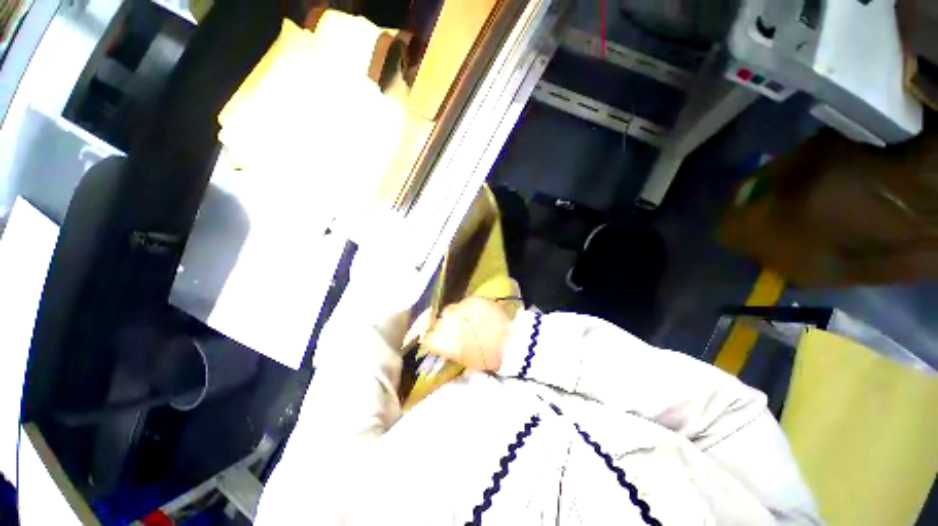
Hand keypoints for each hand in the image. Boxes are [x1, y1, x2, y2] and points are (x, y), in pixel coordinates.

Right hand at [423, 297, 513, 371]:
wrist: (509, 341)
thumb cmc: (488, 358)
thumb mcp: (467, 363)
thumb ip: (454, 355)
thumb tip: (450, 353)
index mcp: (443, 341)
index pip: (429, 339)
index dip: (434, 340)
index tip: (441, 342)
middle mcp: (447, 321)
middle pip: (439, 320)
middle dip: (446, 325)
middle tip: (457, 330)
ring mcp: (460, 308)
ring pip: (452, 309)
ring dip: (457, 315)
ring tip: (469, 320)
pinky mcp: (473, 299)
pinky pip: (466, 303)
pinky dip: (470, 308)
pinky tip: (478, 313)